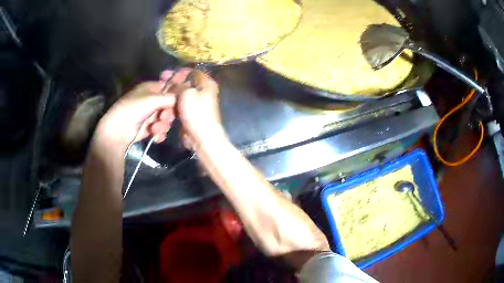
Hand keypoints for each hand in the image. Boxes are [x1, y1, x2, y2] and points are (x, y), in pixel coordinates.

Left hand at [93, 70, 190, 152]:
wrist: (119, 130)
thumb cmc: (134, 109)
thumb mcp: (153, 99)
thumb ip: (171, 97)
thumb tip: (185, 97)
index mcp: (151, 88)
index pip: (169, 86)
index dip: (176, 91)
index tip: (181, 98)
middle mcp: (152, 100)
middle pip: (170, 105)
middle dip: (168, 113)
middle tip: (163, 116)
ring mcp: (150, 115)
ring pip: (166, 119)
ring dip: (162, 125)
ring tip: (154, 128)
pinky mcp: (149, 128)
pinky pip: (161, 129)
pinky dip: (159, 133)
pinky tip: (154, 135)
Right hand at [166, 70, 223, 147]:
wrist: (202, 137)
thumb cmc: (197, 113)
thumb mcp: (186, 94)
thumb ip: (179, 85)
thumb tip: (174, 82)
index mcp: (206, 83)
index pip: (192, 71)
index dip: (179, 72)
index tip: (166, 75)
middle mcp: (201, 91)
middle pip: (184, 84)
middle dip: (171, 85)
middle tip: (160, 85)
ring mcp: (195, 103)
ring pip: (179, 96)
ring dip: (169, 98)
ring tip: (161, 100)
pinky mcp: (189, 113)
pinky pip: (178, 106)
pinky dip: (171, 107)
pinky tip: (164, 111)